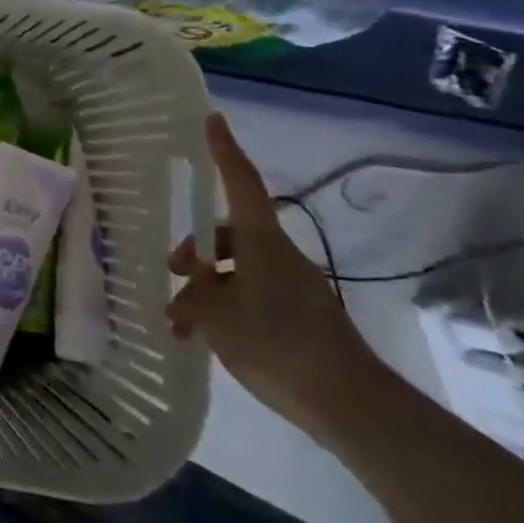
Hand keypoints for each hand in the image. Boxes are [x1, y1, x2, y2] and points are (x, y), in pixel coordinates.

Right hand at [168, 113, 383, 440]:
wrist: (352, 404)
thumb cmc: (277, 343)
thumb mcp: (216, 316)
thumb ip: (193, 296)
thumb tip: (185, 292)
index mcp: (261, 242)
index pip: (240, 182)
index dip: (224, 149)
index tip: (213, 118)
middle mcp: (278, 256)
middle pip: (230, 233)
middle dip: (196, 247)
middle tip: (171, 270)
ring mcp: (292, 288)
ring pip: (237, 270)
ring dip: (206, 288)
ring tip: (180, 322)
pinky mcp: (299, 318)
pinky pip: (251, 297)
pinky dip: (225, 309)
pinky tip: (205, 340)